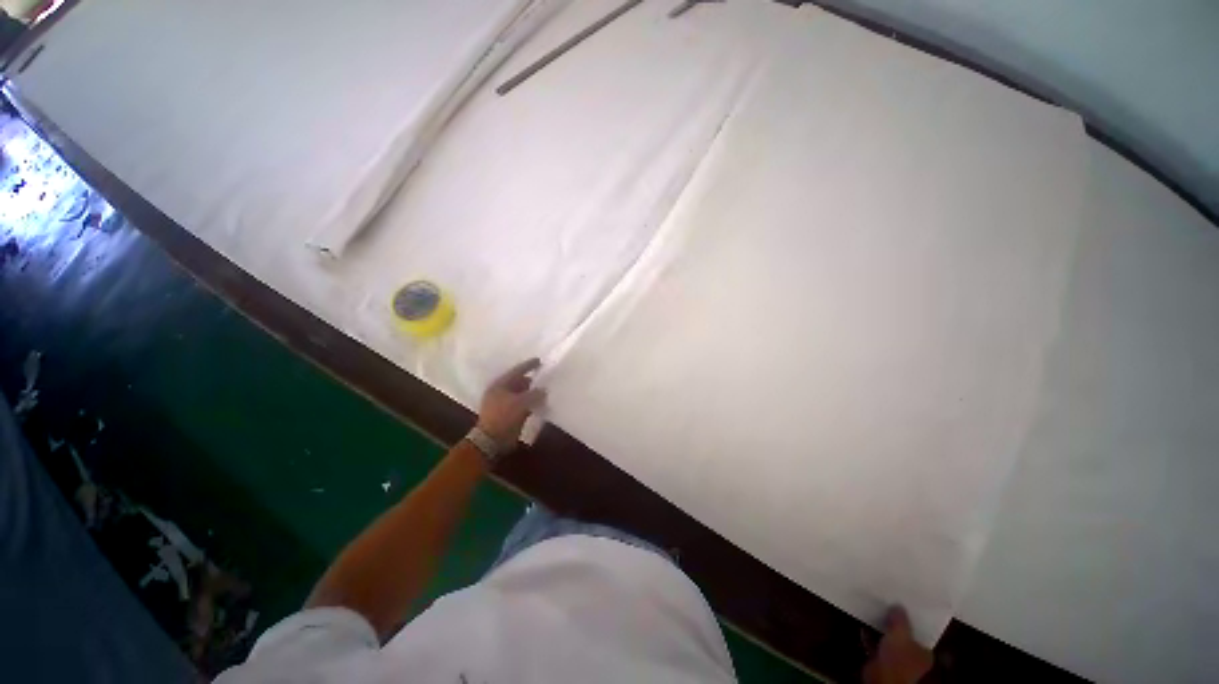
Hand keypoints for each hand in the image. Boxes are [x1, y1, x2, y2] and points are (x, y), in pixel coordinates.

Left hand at [477, 358, 546, 448]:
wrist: (491, 440)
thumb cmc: (503, 416)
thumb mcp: (521, 402)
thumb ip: (534, 394)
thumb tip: (544, 390)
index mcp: (500, 385)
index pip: (516, 371)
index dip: (528, 365)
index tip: (539, 361)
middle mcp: (501, 392)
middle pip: (519, 382)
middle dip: (531, 380)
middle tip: (545, 377)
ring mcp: (504, 403)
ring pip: (521, 394)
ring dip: (532, 392)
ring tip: (545, 390)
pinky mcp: (508, 414)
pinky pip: (522, 405)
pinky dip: (530, 403)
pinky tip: (540, 403)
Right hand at [863, 607, 933, 683]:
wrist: (881, 678)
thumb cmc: (897, 658)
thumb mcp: (900, 634)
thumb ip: (900, 619)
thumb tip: (898, 605)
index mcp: (924, 652)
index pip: (921, 632)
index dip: (913, 619)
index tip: (904, 605)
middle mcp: (912, 656)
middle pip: (904, 635)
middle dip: (895, 622)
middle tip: (887, 604)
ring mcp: (895, 659)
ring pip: (889, 639)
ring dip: (881, 628)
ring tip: (874, 611)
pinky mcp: (880, 660)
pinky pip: (875, 644)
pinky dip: (870, 636)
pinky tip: (863, 626)